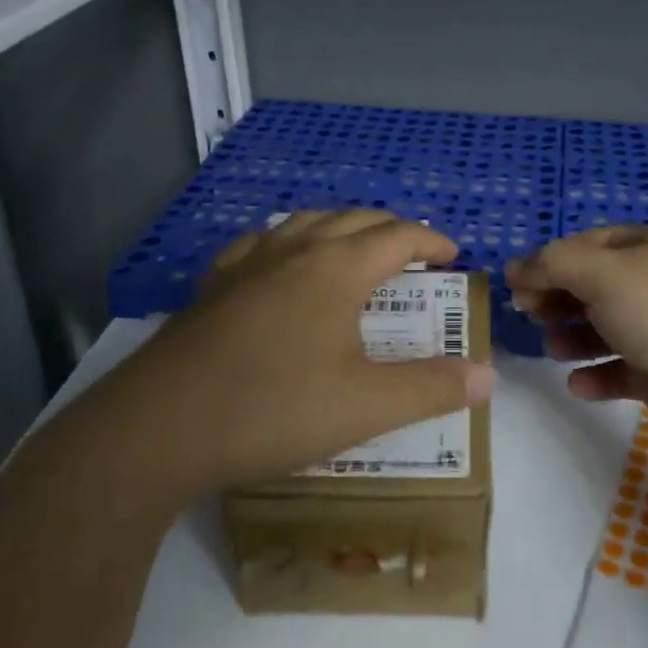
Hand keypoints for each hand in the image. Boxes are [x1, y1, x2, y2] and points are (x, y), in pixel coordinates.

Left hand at [131, 210, 495, 494]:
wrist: (159, 427)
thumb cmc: (273, 409)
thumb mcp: (365, 406)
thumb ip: (431, 387)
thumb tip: (488, 376)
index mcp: (337, 268)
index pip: (398, 236)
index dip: (431, 240)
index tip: (452, 255)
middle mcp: (294, 250)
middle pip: (354, 220)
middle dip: (391, 229)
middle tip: (413, 253)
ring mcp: (246, 264)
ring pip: (304, 222)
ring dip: (340, 227)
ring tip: (354, 248)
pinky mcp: (211, 286)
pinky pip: (259, 243)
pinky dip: (287, 241)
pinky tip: (278, 263)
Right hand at [506, 226, 647, 445]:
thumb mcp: (601, 272)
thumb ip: (552, 265)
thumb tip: (515, 266)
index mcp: (647, 248)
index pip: (587, 245)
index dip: (549, 262)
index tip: (517, 286)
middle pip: (594, 287)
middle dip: (559, 300)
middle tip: (531, 316)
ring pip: (606, 329)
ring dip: (574, 338)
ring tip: (552, 350)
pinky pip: (623, 371)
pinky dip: (598, 376)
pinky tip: (578, 384)